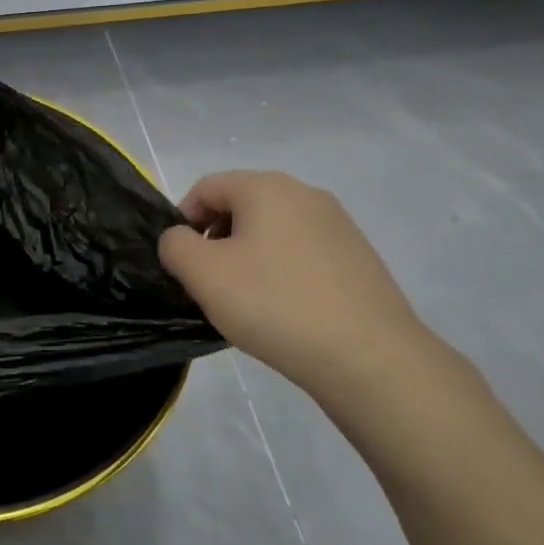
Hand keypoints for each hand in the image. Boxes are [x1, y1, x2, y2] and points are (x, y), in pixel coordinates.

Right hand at [159, 171, 443, 412]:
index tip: (180, 264)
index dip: (182, 221)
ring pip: (272, 230)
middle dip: (215, 240)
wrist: (368, 356)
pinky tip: (283, 309)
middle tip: (208, 284)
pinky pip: (302, 253)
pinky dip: (281, 271)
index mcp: (266, 188)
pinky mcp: (358, 256)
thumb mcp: (203, 274)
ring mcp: (338, 224)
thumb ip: (175, 245)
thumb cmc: (274, 304)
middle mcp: (305, 193)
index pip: (206, 188)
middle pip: (241, 206)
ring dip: (247, 257)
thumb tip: (180, 238)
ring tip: (245, 301)